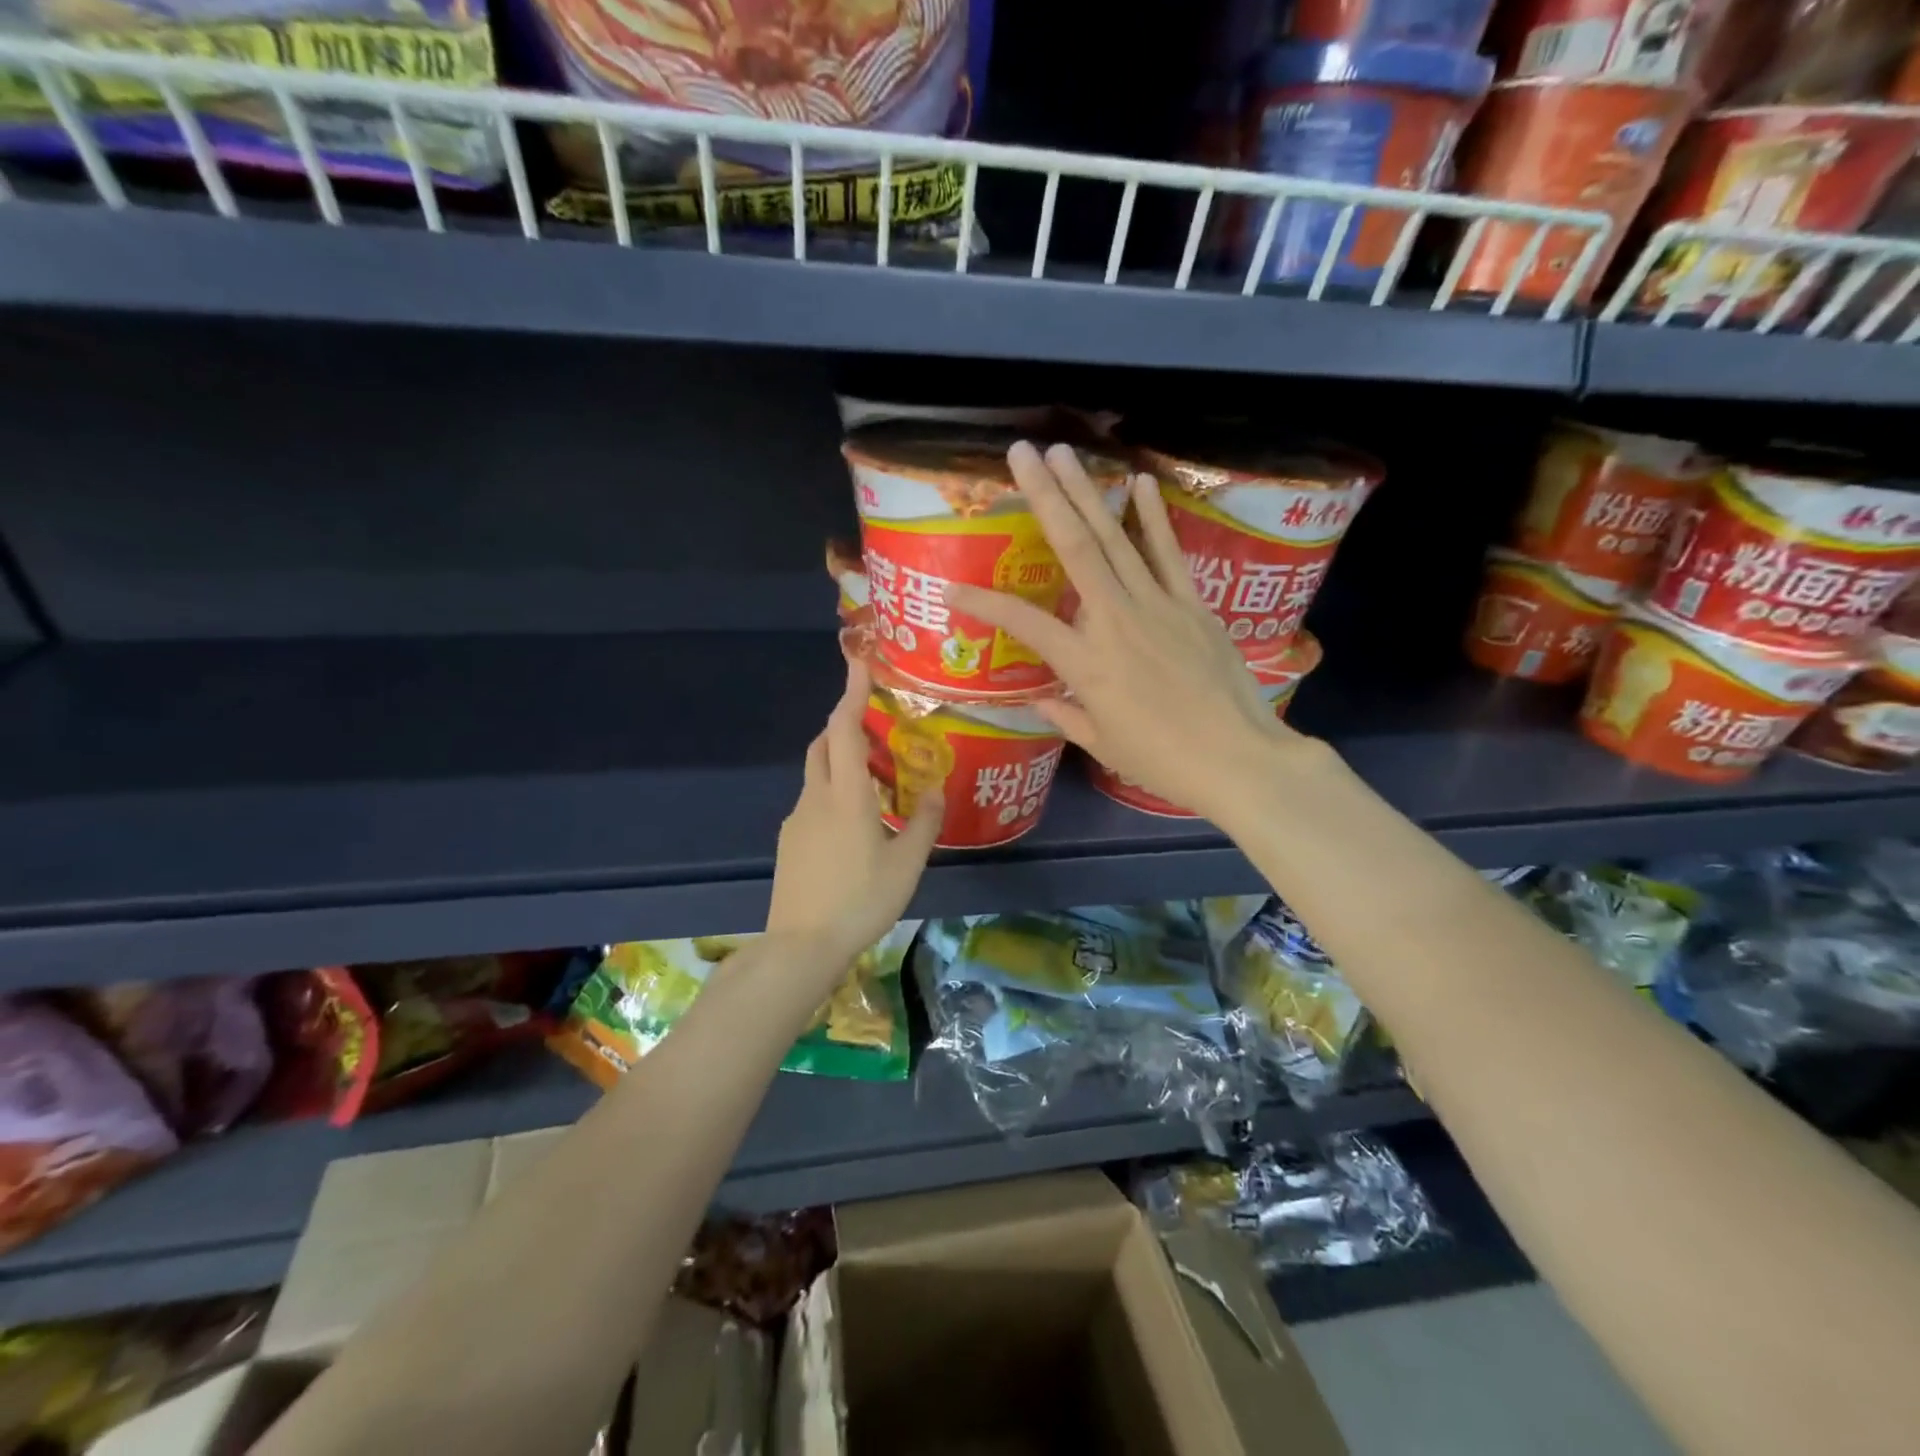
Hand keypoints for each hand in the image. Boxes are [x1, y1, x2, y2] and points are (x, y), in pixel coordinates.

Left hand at [766, 659, 941, 978]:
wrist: (801, 945)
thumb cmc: (860, 901)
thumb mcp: (906, 865)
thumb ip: (923, 823)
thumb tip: (935, 789)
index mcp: (846, 796)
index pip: (846, 729)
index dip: (853, 692)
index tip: (861, 662)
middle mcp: (816, 797)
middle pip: (825, 743)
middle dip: (846, 723)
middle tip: (879, 727)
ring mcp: (797, 819)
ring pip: (818, 773)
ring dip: (842, 760)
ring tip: (877, 780)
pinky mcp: (789, 840)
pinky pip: (813, 800)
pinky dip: (833, 791)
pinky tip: (855, 824)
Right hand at [947, 441, 1308, 826]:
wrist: (1238, 760)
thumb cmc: (1162, 762)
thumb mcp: (1103, 745)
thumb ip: (1066, 715)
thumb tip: (1040, 698)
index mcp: (1086, 663)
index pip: (1023, 623)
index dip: (984, 603)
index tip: (952, 588)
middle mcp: (1116, 621)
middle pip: (1075, 548)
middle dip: (1045, 496)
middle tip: (1020, 453)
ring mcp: (1158, 606)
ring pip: (1117, 538)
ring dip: (1088, 491)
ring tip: (1064, 452)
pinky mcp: (1193, 605)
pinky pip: (1169, 553)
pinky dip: (1154, 517)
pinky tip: (1139, 482)